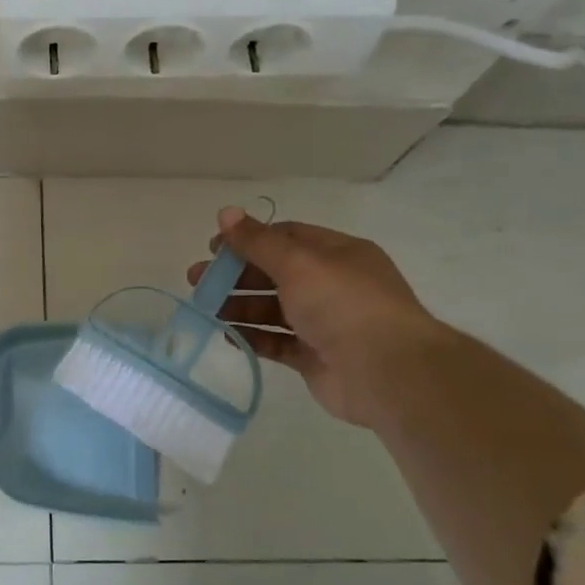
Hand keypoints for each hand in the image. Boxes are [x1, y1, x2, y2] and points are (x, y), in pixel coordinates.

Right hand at [188, 207, 445, 427]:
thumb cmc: (342, 304)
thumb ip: (257, 241)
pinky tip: (226, 335)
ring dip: (239, 306)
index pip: (286, 237)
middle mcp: (332, 285)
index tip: (213, 248)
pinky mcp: (316, 357)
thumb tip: (225, 212)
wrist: (386, 372)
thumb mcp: (297, 262)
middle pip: (275, 273)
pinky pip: (278, 342)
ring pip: (274, 308)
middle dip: (235, 275)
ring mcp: (325, 323)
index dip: (248, 239)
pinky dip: (252, 337)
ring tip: (205, 309)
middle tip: (198, 281)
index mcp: (337, 254)